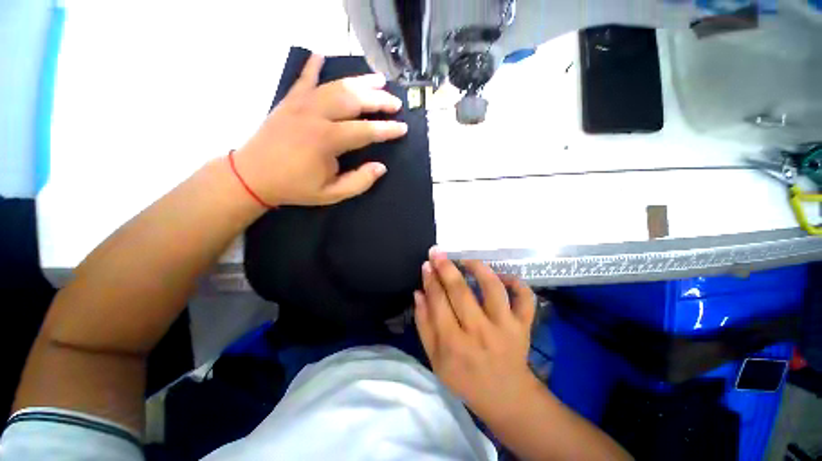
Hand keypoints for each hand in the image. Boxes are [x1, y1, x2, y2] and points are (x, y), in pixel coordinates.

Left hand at [233, 54, 407, 206]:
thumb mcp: (332, 194)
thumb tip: (381, 167)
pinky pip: (304, 79)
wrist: (252, 176)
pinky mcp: (289, 101)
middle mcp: (316, 115)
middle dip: (379, 100)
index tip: (403, 127)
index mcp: (327, 140)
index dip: (387, 129)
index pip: (366, 130)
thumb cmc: (294, 187)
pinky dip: (313, 66)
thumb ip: (359, 182)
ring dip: (359, 81)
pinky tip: (321, 56)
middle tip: (396, 103)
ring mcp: (300, 104)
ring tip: (379, 80)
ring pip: (335, 85)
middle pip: (354, 100)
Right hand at [414, 247, 539, 421]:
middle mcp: (480, 332)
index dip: (430, 280)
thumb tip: (418, 293)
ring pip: (493, 288)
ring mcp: (506, 328)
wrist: (505, 397)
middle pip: (461, 292)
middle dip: (446, 268)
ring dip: (479, 268)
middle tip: (437, 252)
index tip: (426, 264)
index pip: (438, 302)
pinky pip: (525, 299)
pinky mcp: (524, 326)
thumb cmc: (464, 379)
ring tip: (467, 261)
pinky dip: (517, 283)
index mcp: (454, 344)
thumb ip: (423, 324)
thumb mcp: (435, 359)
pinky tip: (503, 277)